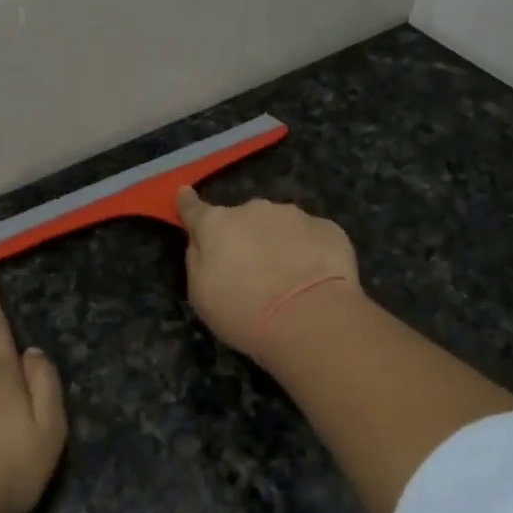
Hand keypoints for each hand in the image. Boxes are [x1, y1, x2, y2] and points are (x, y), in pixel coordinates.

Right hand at [176, 187, 360, 356]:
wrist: (309, 318)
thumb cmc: (243, 311)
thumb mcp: (200, 294)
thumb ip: (197, 259)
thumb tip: (201, 239)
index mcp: (217, 224)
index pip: (195, 209)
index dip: (188, 203)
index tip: (184, 194)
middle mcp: (254, 209)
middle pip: (243, 219)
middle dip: (245, 236)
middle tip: (252, 271)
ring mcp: (294, 215)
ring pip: (279, 225)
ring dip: (278, 242)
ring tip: (288, 279)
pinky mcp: (328, 228)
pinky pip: (311, 237)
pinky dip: (309, 252)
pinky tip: (315, 278)